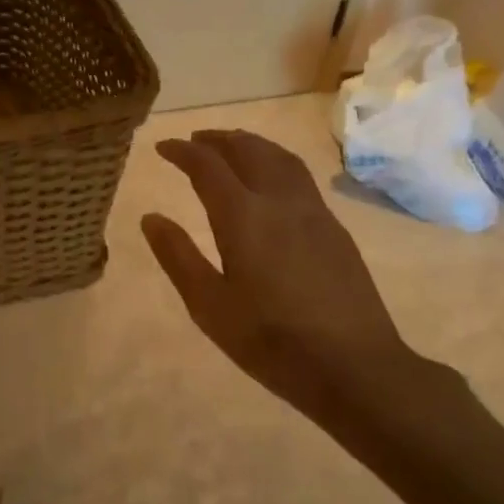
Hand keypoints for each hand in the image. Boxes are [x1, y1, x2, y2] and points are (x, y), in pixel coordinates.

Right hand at [142, 129, 447, 446]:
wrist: (352, 364)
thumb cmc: (270, 340)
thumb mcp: (209, 305)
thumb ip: (178, 256)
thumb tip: (151, 218)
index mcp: (244, 217)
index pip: (208, 166)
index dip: (183, 151)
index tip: (163, 147)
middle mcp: (280, 202)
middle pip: (249, 150)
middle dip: (218, 139)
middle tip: (195, 140)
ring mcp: (314, 212)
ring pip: (281, 158)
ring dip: (251, 144)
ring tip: (232, 147)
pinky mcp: (334, 229)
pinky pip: (300, 177)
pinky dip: (275, 162)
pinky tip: (271, 182)